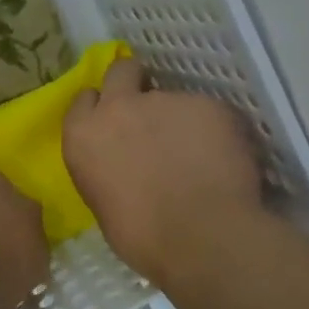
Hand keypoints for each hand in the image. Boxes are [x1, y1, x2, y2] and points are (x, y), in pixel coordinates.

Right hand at [63, 58, 262, 284]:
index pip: (84, 100)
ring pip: (173, 98)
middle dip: (134, 82)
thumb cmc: (142, 237)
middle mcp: (119, 107)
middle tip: (151, 111)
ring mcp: (165, 100)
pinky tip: (224, 161)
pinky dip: (215, 132)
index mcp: (84, 135)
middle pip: (121, 71)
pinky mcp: (207, 104)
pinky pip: (209, 113)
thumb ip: (109, 168)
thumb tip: (126, 166)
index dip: (101, 107)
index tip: (114, 122)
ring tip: (200, 154)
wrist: (201, 237)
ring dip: (181, 119)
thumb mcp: (104, 203)